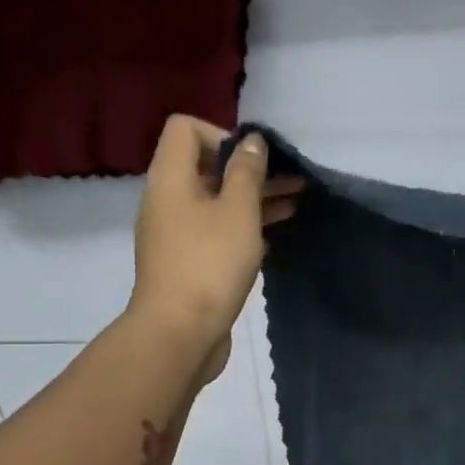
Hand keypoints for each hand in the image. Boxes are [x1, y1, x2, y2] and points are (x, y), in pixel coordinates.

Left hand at [127, 116, 301, 383]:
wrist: (181, 334)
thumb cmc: (210, 265)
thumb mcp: (238, 212)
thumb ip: (247, 173)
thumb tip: (251, 141)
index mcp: (170, 179)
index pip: (186, 129)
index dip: (223, 134)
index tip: (254, 160)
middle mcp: (167, 201)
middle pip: (206, 167)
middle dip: (250, 170)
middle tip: (292, 180)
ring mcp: (176, 236)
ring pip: (216, 204)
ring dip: (253, 200)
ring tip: (296, 204)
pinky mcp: (188, 265)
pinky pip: (217, 233)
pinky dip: (244, 229)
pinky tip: (275, 236)